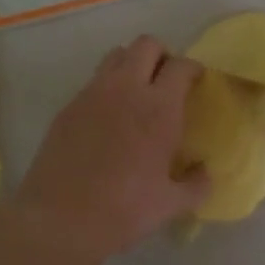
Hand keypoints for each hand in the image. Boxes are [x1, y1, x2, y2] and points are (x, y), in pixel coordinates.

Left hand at [6, 36, 209, 264]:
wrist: (59, 220)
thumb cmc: (123, 210)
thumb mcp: (170, 204)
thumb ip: (196, 185)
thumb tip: (205, 173)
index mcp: (159, 108)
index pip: (181, 66)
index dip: (192, 69)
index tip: (196, 82)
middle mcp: (126, 89)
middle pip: (146, 44)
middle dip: (161, 55)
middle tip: (166, 81)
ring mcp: (93, 94)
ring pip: (116, 55)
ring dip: (131, 64)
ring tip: (136, 93)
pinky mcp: (68, 106)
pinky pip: (93, 81)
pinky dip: (107, 87)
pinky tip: (108, 118)